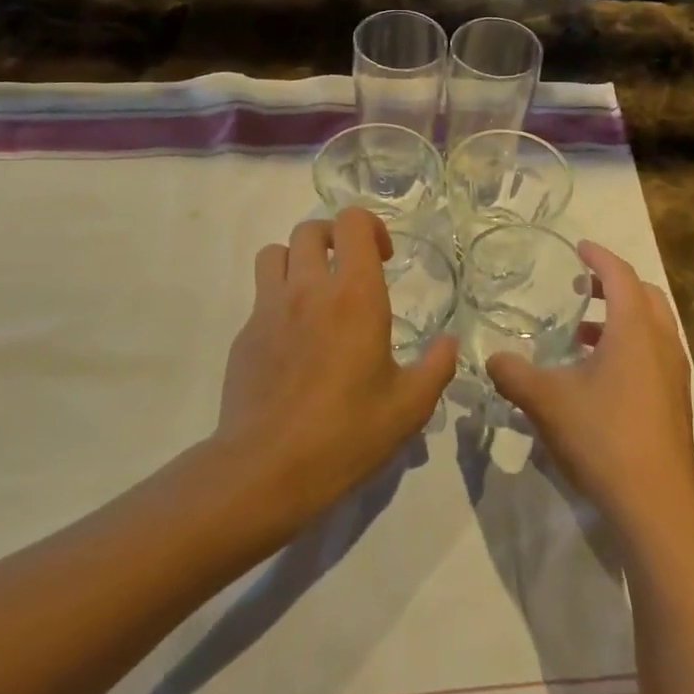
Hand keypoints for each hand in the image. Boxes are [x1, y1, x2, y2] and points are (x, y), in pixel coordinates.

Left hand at [217, 209, 455, 517]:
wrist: (267, 470)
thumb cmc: (347, 434)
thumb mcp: (410, 407)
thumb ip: (436, 366)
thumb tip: (449, 342)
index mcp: (354, 295)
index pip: (353, 223)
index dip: (370, 227)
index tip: (384, 259)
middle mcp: (308, 289)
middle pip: (310, 229)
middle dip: (333, 238)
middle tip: (350, 270)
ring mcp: (268, 309)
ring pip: (274, 253)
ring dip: (296, 260)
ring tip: (314, 292)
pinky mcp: (244, 335)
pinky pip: (260, 296)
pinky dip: (278, 300)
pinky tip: (293, 342)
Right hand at [486, 243, 693, 542]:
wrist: (657, 502)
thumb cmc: (603, 436)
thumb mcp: (547, 401)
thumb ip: (514, 374)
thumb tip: (492, 358)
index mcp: (635, 328)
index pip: (620, 275)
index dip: (598, 257)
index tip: (579, 248)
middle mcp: (662, 342)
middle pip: (644, 295)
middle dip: (613, 285)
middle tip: (580, 289)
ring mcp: (674, 374)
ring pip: (652, 327)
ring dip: (620, 319)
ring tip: (582, 335)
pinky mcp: (675, 401)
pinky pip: (654, 354)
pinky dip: (629, 347)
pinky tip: (598, 377)